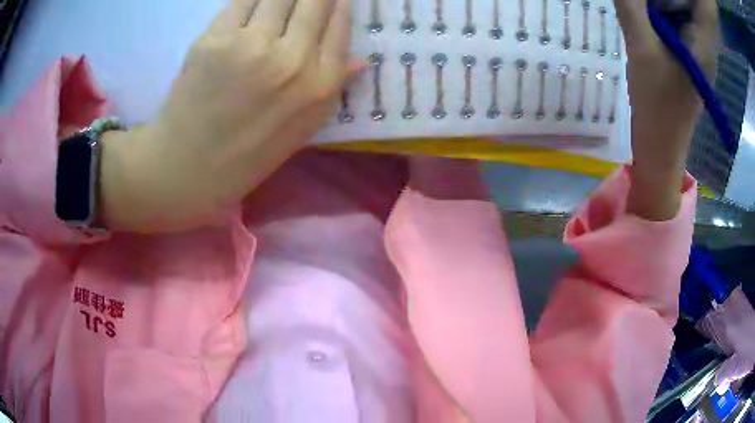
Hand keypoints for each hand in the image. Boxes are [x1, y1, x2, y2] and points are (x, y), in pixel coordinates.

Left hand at [100, 0, 354, 231]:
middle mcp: (293, 59)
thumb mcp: (303, 127)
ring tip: (272, 10)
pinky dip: (248, 2)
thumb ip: (333, 86)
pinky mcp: (215, 39)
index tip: (330, 0)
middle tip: (300, 3)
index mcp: (320, 85)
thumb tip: (362, 59)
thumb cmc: (249, 152)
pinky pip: (241, 2)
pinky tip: (249, 10)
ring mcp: (252, 45)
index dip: (336, 3)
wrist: (190, 167)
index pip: (339, 22)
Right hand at [615, 0, 718, 219]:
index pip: (687, 0)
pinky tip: (645, 25)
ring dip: (654, 7)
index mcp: (700, 41)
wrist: (661, 149)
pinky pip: (673, 26)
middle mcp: (702, 44)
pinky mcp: (687, 59)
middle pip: (680, 2)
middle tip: (636, 3)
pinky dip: (657, 19)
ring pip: (674, 12)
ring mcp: (695, 53)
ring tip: (638, 13)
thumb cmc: (656, 105)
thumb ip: (630, 7)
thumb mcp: (640, 49)